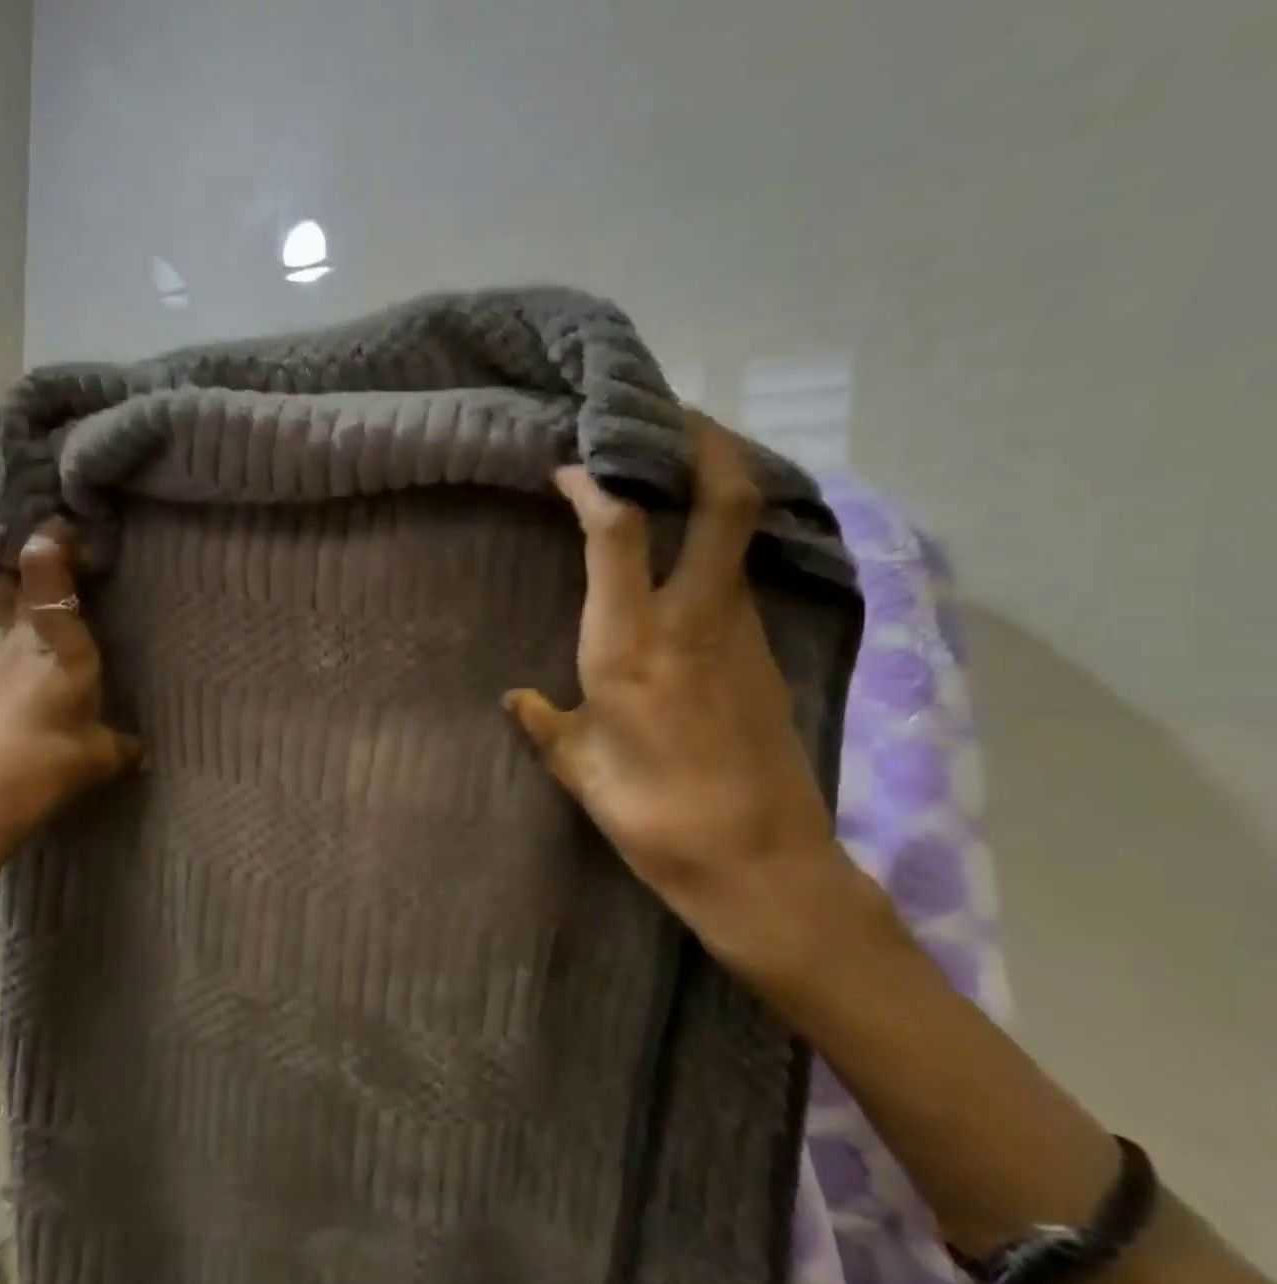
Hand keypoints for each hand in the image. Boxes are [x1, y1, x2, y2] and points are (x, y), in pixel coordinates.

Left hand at [0, 522, 139, 879]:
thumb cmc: (50, 760)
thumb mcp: (100, 756)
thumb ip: (123, 749)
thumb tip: (144, 756)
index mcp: (66, 651)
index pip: (61, 590)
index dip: (59, 552)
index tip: (61, 521)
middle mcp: (25, 643)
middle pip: (23, 591)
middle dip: (32, 562)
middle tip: (40, 539)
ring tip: (0, 566)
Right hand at [505, 413, 850, 967]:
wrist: (760, 864)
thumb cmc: (654, 814)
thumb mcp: (581, 770)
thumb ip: (546, 724)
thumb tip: (518, 700)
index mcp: (631, 644)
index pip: (616, 533)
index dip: (592, 487)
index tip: (570, 469)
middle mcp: (694, 620)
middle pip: (723, 502)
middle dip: (704, 445)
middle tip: (673, 419)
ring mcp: (742, 634)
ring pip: (739, 538)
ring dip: (714, 496)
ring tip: (672, 485)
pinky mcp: (766, 656)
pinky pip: (737, 583)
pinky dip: (715, 553)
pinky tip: (688, 570)